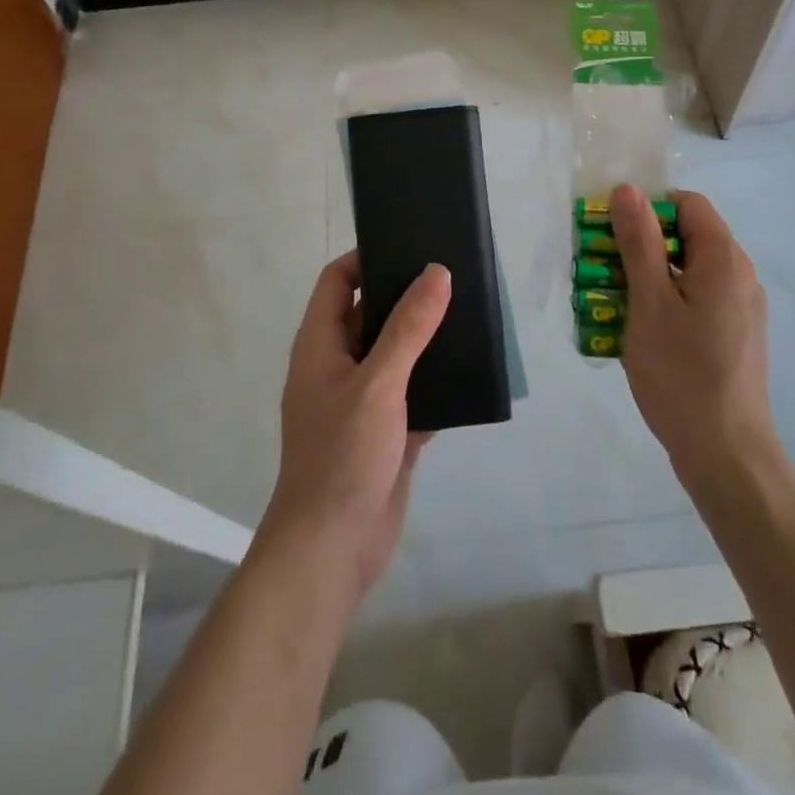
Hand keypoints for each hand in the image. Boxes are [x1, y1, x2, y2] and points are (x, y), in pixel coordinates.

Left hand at [257, 253, 448, 600]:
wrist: (333, 550)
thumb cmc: (342, 455)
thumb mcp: (377, 383)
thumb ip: (408, 328)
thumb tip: (436, 272)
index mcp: (321, 344)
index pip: (337, 281)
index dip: (366, 258)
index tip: (408, 244)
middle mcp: (338, 365)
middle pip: (371, 313)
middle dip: (407, 295)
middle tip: (452, 274)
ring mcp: (363, 400)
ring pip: (397, 354)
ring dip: (427, 338)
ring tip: (470, 312)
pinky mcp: (388, 431)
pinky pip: (416, 392)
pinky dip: (438, 381)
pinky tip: (473, 370)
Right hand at [610, 184, 775, 479]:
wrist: (726, 454)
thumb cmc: (682, 374)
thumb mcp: (649, 302)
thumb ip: (639, 243)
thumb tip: (628, 190)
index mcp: (724, 259)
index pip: (687, 204)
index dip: (647, 207)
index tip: (610, 231)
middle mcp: (739, 275)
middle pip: (686, 236)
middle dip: (640, 244)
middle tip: (600, 268)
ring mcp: (739, 308)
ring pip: (687, 271)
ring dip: (647, 276)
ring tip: (610, 301)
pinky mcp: (733, 336)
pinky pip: (695, 300)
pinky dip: (664, 302)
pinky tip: (636, 332)